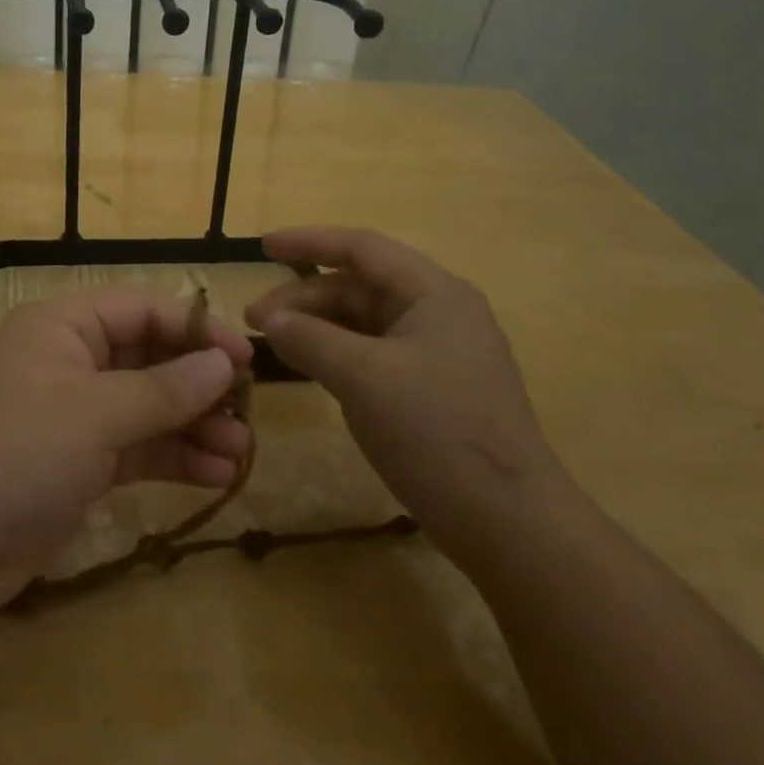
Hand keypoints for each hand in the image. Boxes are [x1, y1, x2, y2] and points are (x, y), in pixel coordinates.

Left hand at [0, 291, 253, 611]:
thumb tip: (223, 364)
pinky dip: (172, 458)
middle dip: (198, 385)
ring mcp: (71, 414)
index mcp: (63, 325)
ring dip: (193, 426)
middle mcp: (68, 360)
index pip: (142, 310)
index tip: (245, 358)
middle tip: (248, 412)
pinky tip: (215, 475)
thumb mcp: (97, 412)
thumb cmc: (20, 451)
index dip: (195, 329)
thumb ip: (165, 389)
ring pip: (146, 408)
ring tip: (241, 453)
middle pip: (148, 359)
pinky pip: (135, 448)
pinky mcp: (75, 463)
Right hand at [247, 227, 565, 561]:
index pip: (362, 248)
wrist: (509, 522)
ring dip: (318, 327)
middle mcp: (439, 312)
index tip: (262, 247)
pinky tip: (310, 368)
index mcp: (434, 293)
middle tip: (254, 319)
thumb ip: (309, 339)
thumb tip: (268, 318)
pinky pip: (374, 354)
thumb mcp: (363, 378)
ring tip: (274, 344)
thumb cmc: (436, 431)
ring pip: (365, 323)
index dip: (308, 241)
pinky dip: (337, 354)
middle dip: (305, 297)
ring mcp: (438, 353)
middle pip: (360, 287)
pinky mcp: (433, 389)